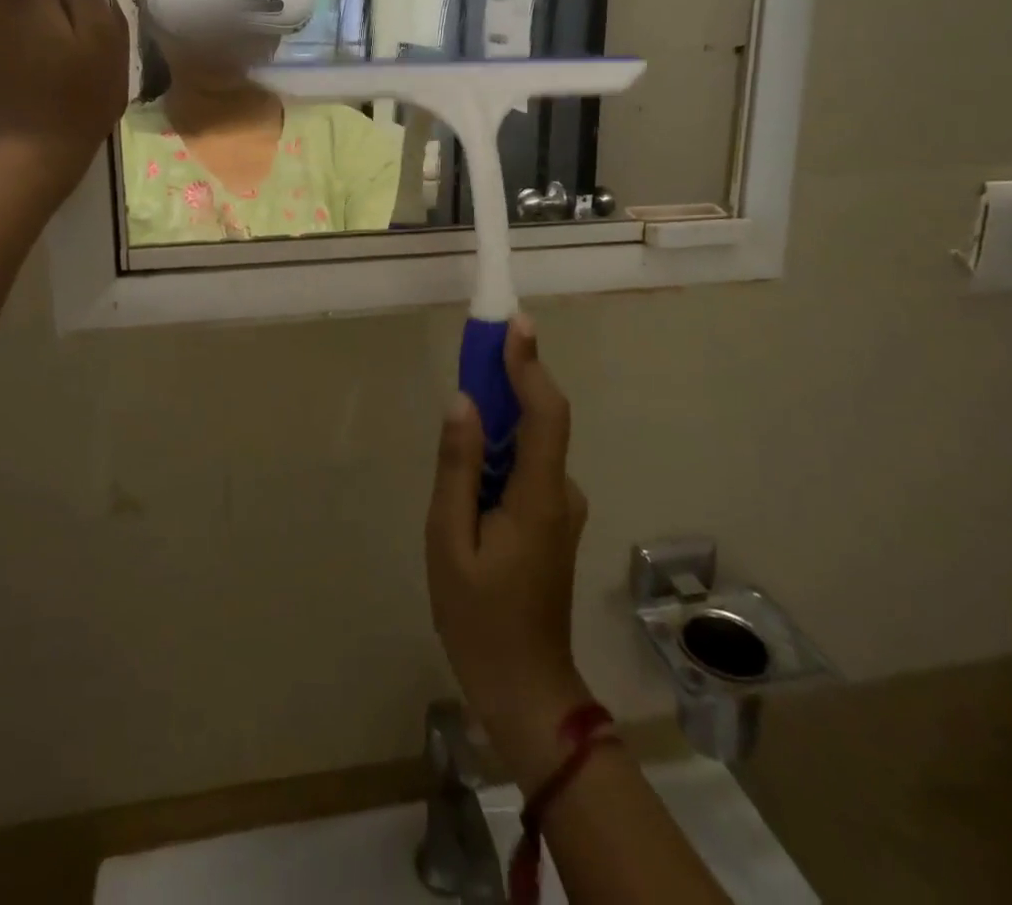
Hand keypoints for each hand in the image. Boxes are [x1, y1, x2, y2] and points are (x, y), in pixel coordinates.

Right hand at [426, 315, 593, 791]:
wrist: (525, 688)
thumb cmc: (479, 618)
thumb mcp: (449, 541)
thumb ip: (457, 468)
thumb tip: (463, 403)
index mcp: (539, 495)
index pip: (544, 412)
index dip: (530, 364)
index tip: (515, 323)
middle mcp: (562, 491)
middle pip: (539, 421)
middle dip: (507, 383)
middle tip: (471, 359)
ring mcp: (562, 507)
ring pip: (530, 446)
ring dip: (497, 425)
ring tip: (456, 437)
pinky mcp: (553, 520)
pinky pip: (526, 469)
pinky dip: (499, 456)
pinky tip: (468, 484)